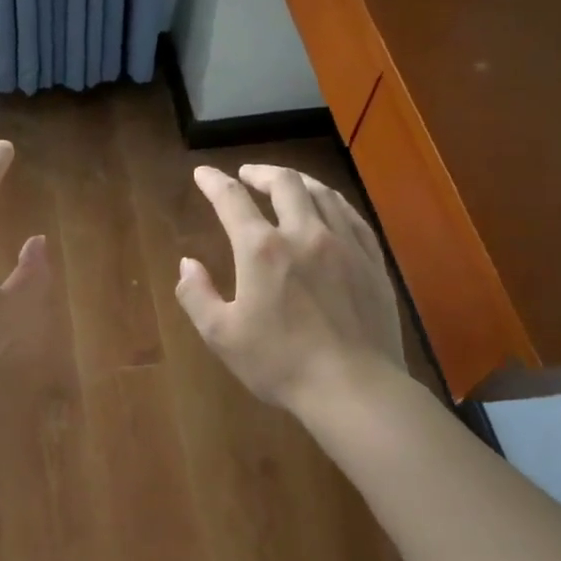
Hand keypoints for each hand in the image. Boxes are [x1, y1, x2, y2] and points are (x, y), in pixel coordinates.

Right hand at [176, 164, 406, 411]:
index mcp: (262, 249)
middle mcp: (305, 234)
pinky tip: (329, 209)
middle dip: (262, 172)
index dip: (214, 182)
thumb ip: (196, 294)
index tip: (203, 172)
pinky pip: (353, 216)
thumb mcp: (221, 335)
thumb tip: (187, 263)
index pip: (232, 200)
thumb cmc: (280, 363)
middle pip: (285, 184)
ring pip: (323, 193)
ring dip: (298, 181)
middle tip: (247, 175)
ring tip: (286, 183)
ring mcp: (345, 245)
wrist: (354, 388)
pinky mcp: (373, 262)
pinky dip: (332, 202)